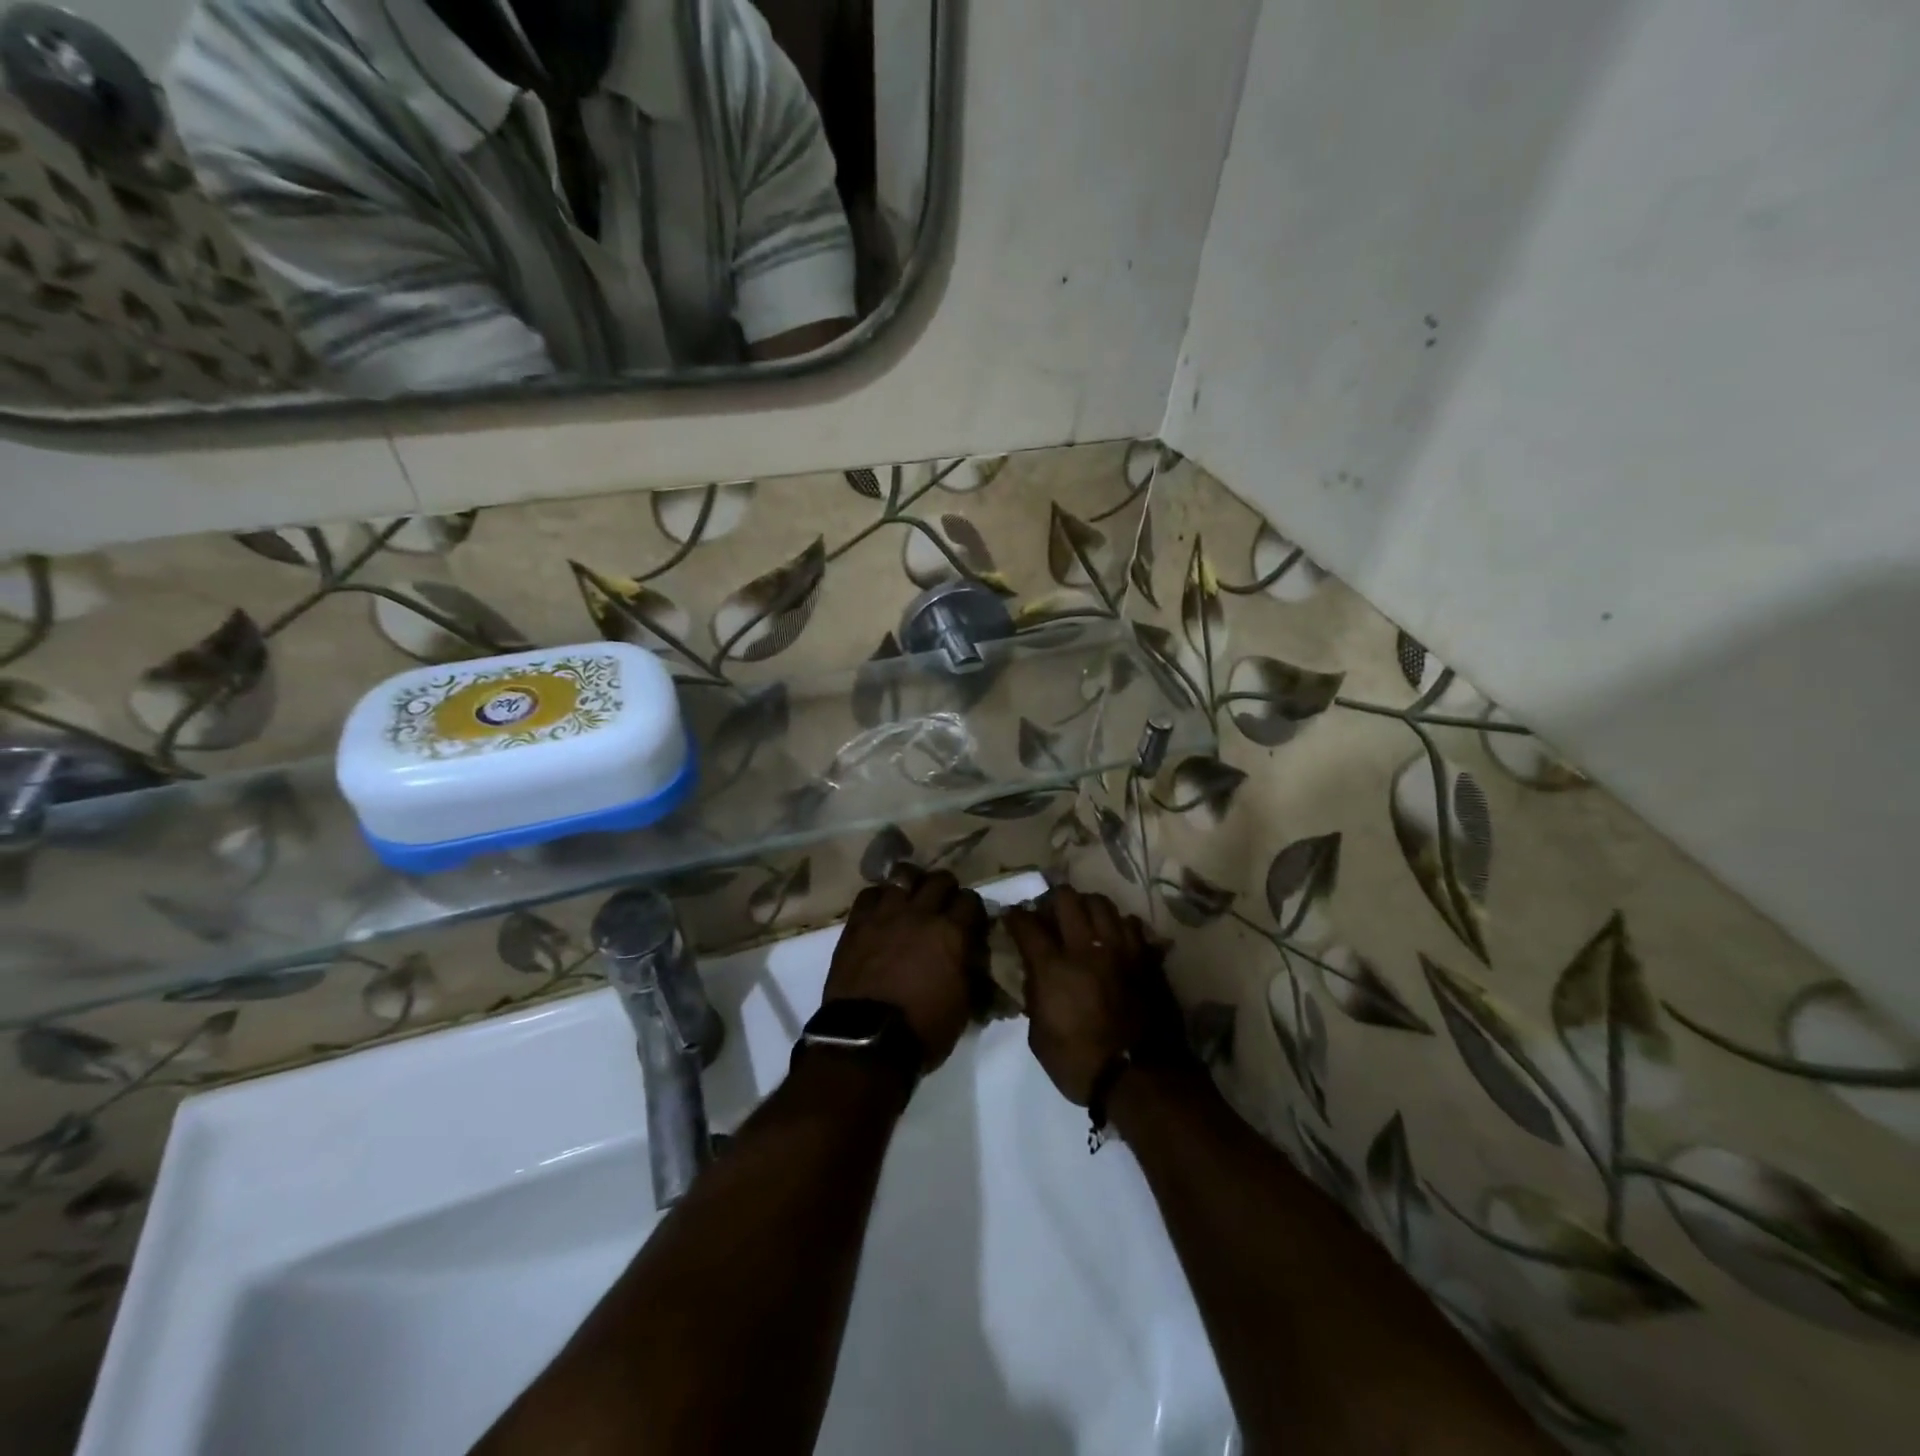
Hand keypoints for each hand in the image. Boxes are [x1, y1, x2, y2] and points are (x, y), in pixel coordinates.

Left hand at [824, 866, 986, 1072]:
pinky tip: (882, 909)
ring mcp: (886, 914)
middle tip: (943, 905)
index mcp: (952, 933)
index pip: (971, 900)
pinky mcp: (857, 923)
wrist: (867, 1040)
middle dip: (946, 889)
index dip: (972, 909)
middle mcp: (921, 914)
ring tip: (911, 897)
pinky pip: (870, 893)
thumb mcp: (963, 1005)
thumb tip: (974, 956)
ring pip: (903, 875)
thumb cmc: (923, 1029)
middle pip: (940, 879)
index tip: (970, 921)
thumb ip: (971, 971)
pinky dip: (879, 897)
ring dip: (912, 883)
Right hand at [1004, 886, 1177, 1105]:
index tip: (1012, 917)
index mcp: (1053, 967)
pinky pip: (1131, 924)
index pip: (1026, 924)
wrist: (1139, 1078)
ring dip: (1086, 906)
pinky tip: (1114, 937)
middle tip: (1049, 913)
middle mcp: (1086, 947)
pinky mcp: (1145, 957)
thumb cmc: (1080, 1064)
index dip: (1015, 916)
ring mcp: (1119, 948)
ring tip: (1082, 919)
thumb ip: (1034, 998)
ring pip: (1101, 903)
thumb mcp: (1039, 1037)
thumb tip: (1034, 976)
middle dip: (1051, 900)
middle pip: (1066, 898)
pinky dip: (1118, 925)